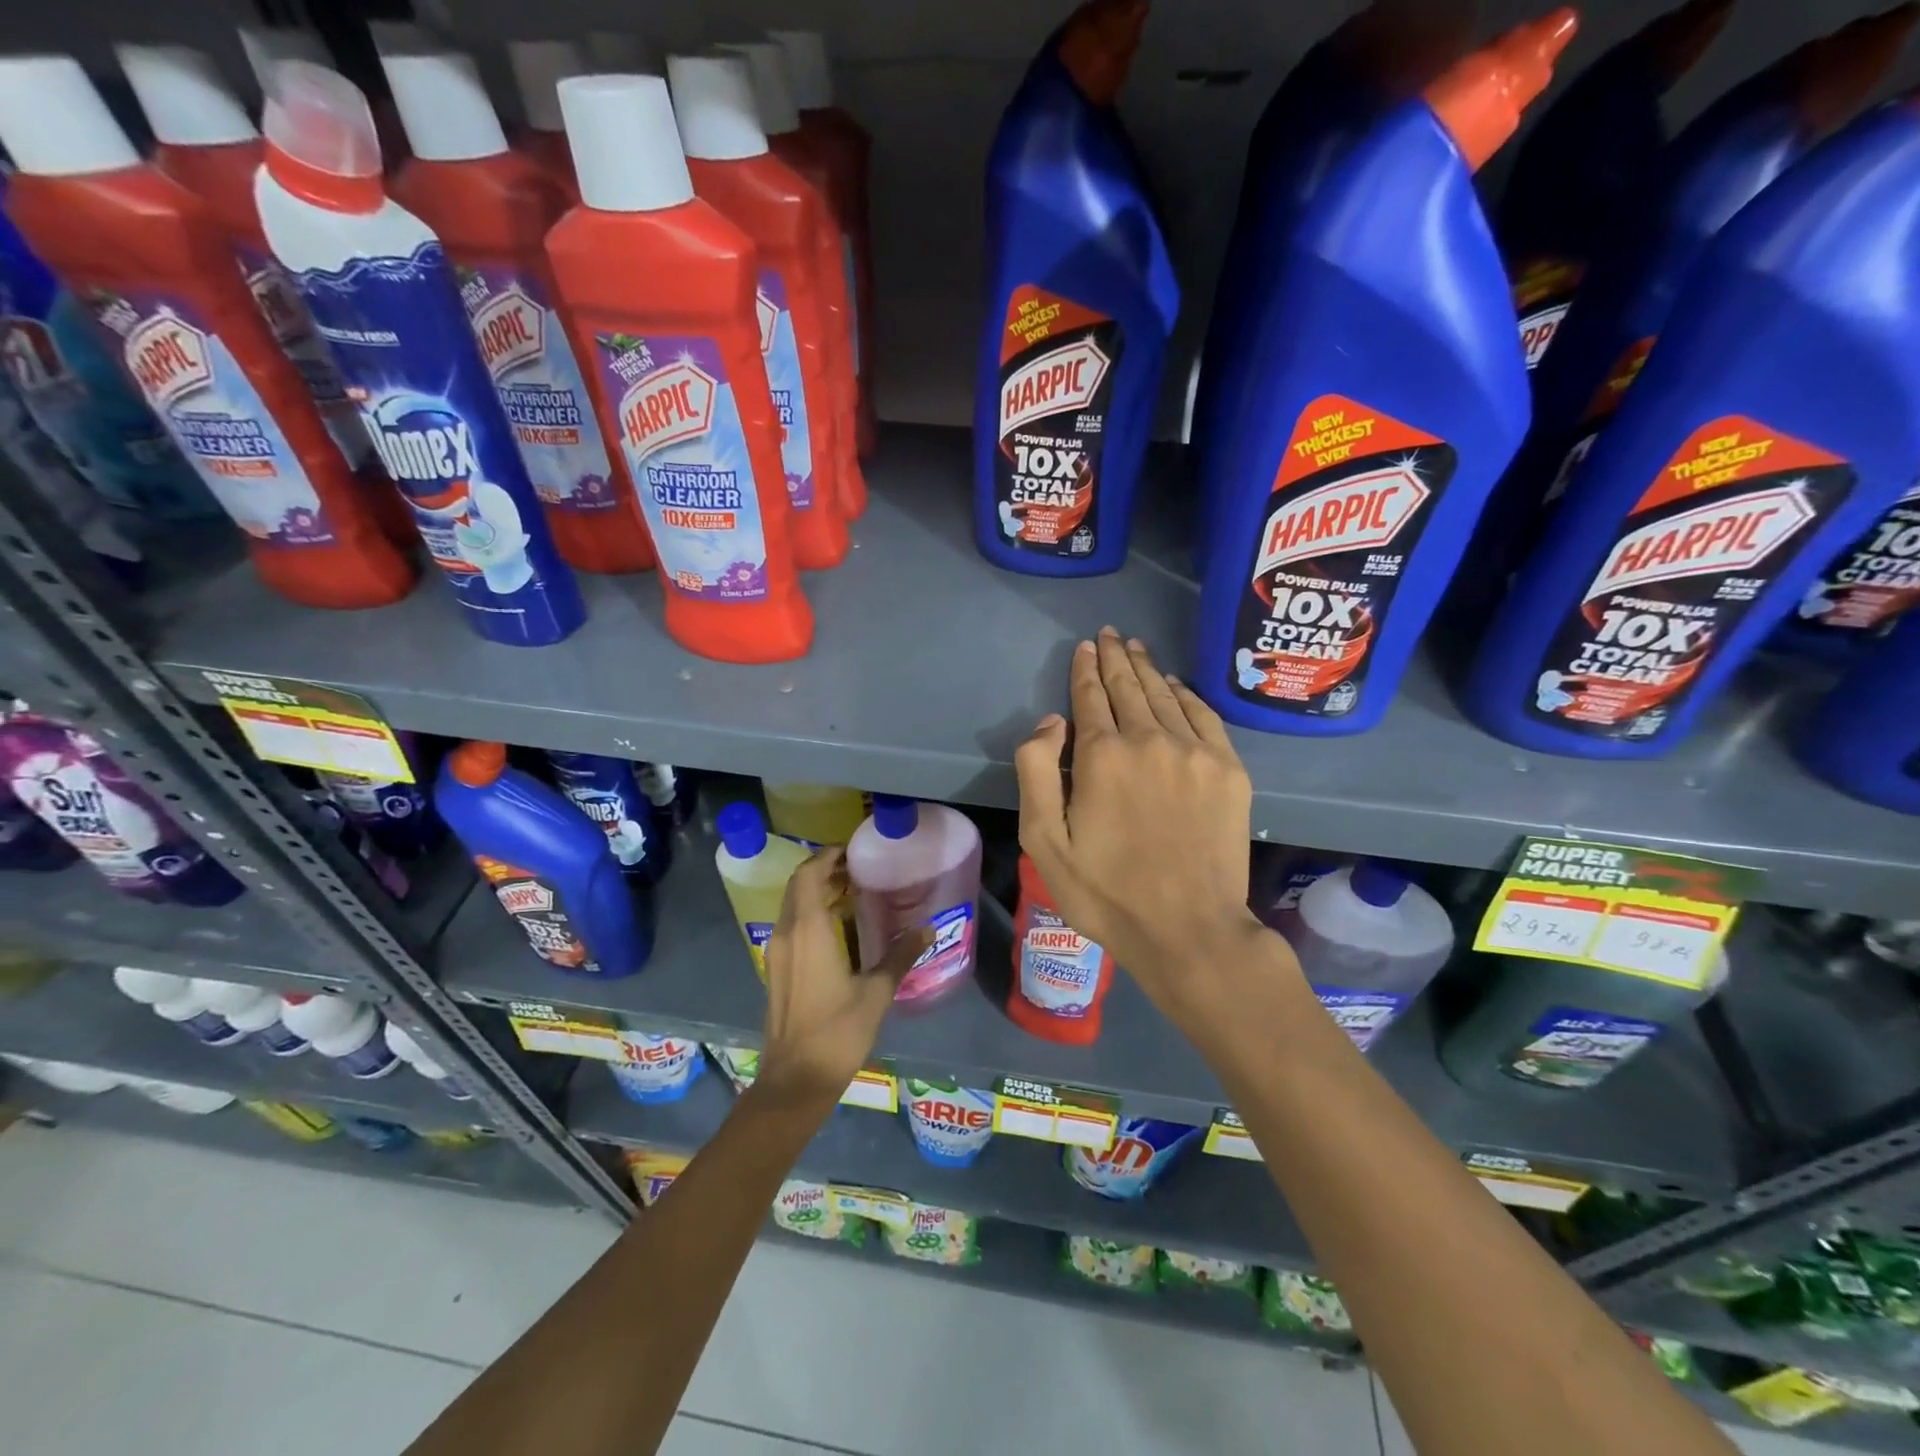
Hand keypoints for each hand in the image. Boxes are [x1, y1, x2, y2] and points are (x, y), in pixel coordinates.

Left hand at [755, 847, 929, 1108]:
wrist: (795, 1080)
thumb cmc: (837, 1032)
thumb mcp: (877, 993)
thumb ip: (901, 955)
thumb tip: (928, 928)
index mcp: (808, 931)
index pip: (808, 874)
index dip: (826, 856)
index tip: (852, 850)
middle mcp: (787, 934)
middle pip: (798, 886)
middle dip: (824, 871)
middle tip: (859, 869)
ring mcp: (777, 953)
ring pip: (792, 906)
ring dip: (817, 892)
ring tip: (853, 893)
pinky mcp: (776, 970)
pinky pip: (792, 926)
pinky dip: (811, 914)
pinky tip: (839, 928)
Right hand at [1015, 628, 1273, 1029]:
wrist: (1189, 929)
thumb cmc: (1106, 892)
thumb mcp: (1044, 841)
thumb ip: (1036, 771)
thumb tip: (1053, 721)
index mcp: (1102, 756)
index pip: (1090, 698)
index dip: (1085, 670)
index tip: (1085, 647)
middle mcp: (1150, 740)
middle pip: (1129, 688)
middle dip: (1116, 658)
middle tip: (1110, 635)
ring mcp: (1195, 753)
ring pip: (1166, 696)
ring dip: (1147, 670)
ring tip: (1136, 649)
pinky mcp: (1229, 770)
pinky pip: (1205, 717)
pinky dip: (1187, 695)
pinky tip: (1176, 685)